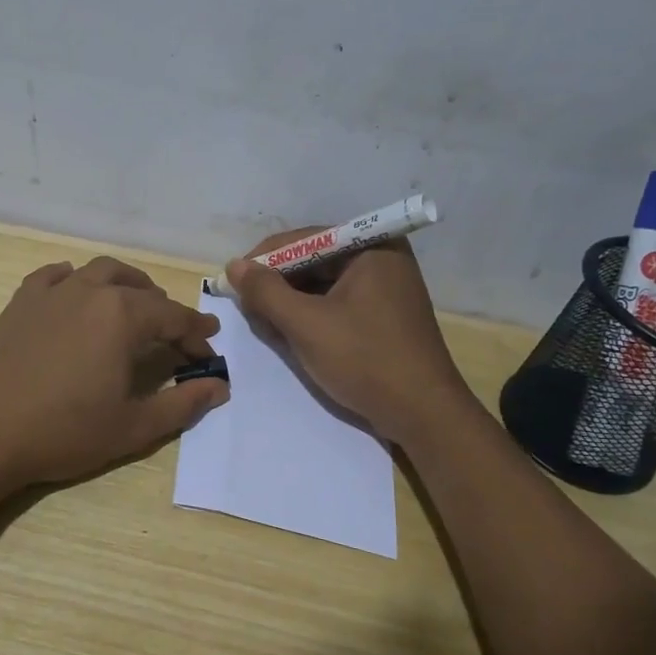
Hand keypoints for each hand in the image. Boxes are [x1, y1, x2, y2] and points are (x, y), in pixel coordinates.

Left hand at [0, 256, 227, 490]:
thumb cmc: (63, 432)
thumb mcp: (133, 427)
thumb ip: (182, 404)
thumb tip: (220, 387)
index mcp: (122, 316)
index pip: (174, 318)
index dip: (197, 335)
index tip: (208, 352)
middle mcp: (90, 291)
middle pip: (140, 290)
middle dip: (165, 310)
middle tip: (175, 336)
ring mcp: (52, 293)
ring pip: (100, 272)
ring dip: (126, 285)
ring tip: (134, 306)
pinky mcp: (21, 302)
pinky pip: (55, 276)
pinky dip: (75, 280)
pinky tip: (77, 295)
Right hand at [227, 232, 468, 444]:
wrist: (422, 414)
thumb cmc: (364, 360)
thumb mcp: (306, 324)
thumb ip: (266, 291)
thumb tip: (234, 266)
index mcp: (372, 248)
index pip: (305, 240)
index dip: (264, 259)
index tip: (232, 282)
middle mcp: (382, 259)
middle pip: (313, 261)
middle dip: (277, 284)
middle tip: (248, 309)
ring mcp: (385, 289)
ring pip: (323, 285)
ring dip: (291, 304)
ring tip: (266, 326)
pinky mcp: (383, 316)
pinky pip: (337, 304)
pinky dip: (311, 317)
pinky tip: (291, 336)